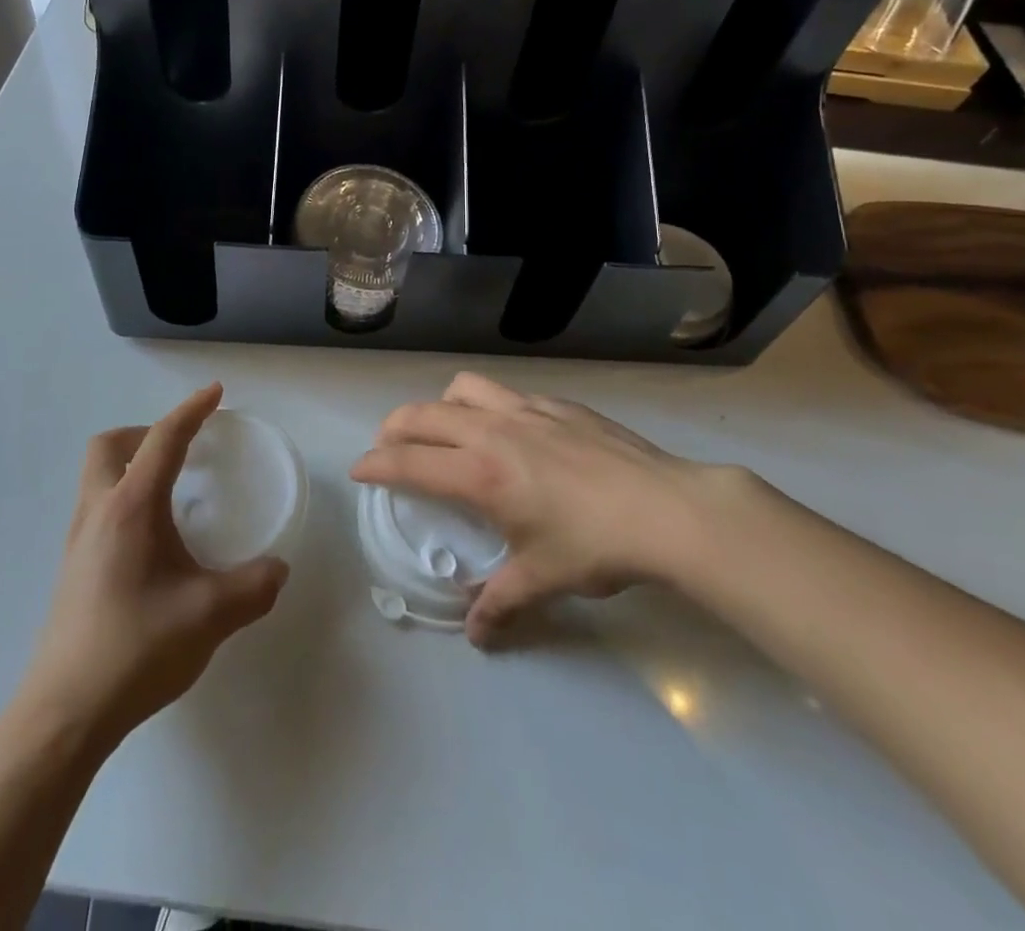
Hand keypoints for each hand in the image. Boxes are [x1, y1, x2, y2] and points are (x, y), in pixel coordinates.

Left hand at [22, 383, 288, 745]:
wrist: (64, 714)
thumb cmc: (136, 650)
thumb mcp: (209, 616)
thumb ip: (253, 587)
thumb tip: (278, 569)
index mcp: (131, 508)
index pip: (163, 440)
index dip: (191, 410)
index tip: (215, 392)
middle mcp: (98, 513)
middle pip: (110, 446)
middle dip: (147, 433)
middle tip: (183, 449)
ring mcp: (79, 542)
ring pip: (98, 477)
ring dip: (132, 466)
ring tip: (172, 492)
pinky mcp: (73, 569)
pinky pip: (98, 508)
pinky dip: (125, 498)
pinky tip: (152, 541)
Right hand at [353, 372, 732, 644]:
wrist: (666, 508)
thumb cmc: (596, 546)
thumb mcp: (543, 579)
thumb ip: (500, 603)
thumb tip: (476, 636)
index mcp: (480, 474)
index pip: (409, 462)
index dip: (375, 464)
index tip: (358, 470)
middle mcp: (493, 431)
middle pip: (423, 414)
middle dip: (394, 428)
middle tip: (389, 447)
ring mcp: (526, 410)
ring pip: (463, 389)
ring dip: (441, 405)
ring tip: (448, 430)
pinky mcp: (557, 404)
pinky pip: (506, 393)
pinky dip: (489, 406)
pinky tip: (512, 433)